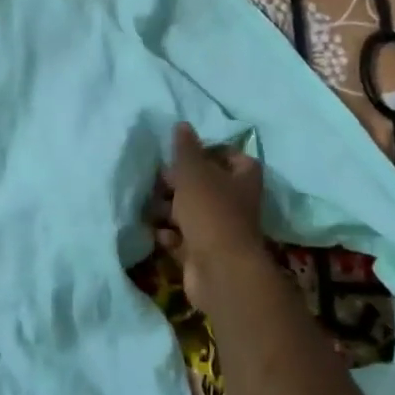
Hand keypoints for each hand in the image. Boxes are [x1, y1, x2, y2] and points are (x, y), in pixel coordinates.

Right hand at [152, 122, 267, 312]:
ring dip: (168, 211)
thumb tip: (182, 125)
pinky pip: (182, 238)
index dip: (205, 152)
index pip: (229, 155)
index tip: (181, 154)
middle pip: (204, 184)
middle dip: (177, 184)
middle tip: (157, 182)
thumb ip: (185, 149)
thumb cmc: (211, 212)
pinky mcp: (203, 253)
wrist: (220, 270)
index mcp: (242, 177)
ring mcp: (219, 229)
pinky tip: (159, 235)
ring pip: (189, 212)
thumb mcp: (194, 173)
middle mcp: (235, 202)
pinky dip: (169, 236)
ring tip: (151, 209)